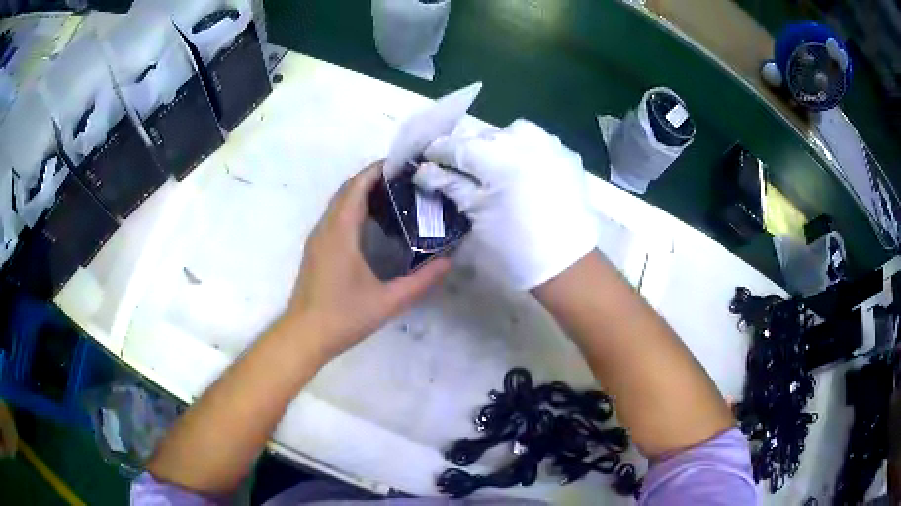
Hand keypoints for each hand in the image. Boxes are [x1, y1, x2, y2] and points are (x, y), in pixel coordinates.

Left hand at [288, 162, 450, 359]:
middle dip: (373, 178)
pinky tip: (373, 223)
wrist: (304, 336)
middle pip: (347, 190)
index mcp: (340, 232)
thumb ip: (420, 281)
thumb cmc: (344, 317)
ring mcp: (318, 239)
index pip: (357, 186)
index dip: (378, 170)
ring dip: (362, 192)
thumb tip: (448, 260)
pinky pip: (335, 216)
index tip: (404, 166)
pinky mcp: (316, 249)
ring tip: (393, 196)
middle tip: (405, 180)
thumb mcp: (388, 302)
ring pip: (339, 203)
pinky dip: (353, 207)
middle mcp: (325, 228)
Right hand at [414, 119, 597, 289]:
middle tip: (457, 168)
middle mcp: (527, 143)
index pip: (459, 146)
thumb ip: (451, 186)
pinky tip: (522, 169)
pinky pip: (539, 142)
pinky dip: (525, 149)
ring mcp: (552, 147)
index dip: (439, 152)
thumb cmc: (515, 251)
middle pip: (485, 136)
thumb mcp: (476, 217)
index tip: (427, 161)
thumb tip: (424, 171)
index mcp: (500, 159)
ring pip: (514, 132)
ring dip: (498, 144)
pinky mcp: (567, 157)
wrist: (568, 267)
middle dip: (468, 149)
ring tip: (494, 166)